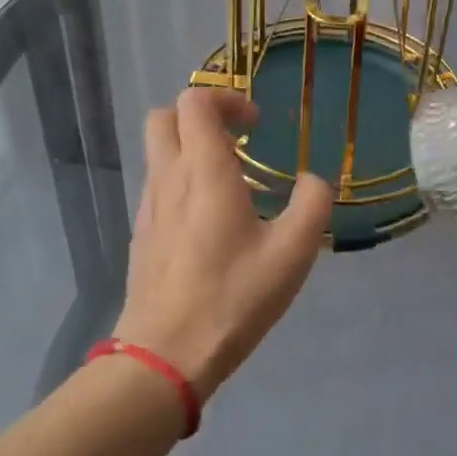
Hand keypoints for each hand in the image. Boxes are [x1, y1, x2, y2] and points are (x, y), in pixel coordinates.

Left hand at [115, 89, 334, 399]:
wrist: (164, 356)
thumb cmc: (232, 297)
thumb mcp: (292, 254)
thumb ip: (312, 205)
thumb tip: (314, 180)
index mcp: (203, 171)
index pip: (195, 101)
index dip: (227, 99)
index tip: (257, 126)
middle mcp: (168, 177)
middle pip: (165, 117)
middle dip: (201, 116)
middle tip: (238, 141)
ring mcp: (149, 206)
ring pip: (159, 152)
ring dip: (191, 149)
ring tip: (231, 184)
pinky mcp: (142, 233)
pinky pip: (158, 185)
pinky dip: (181, 181)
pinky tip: (211, 221)